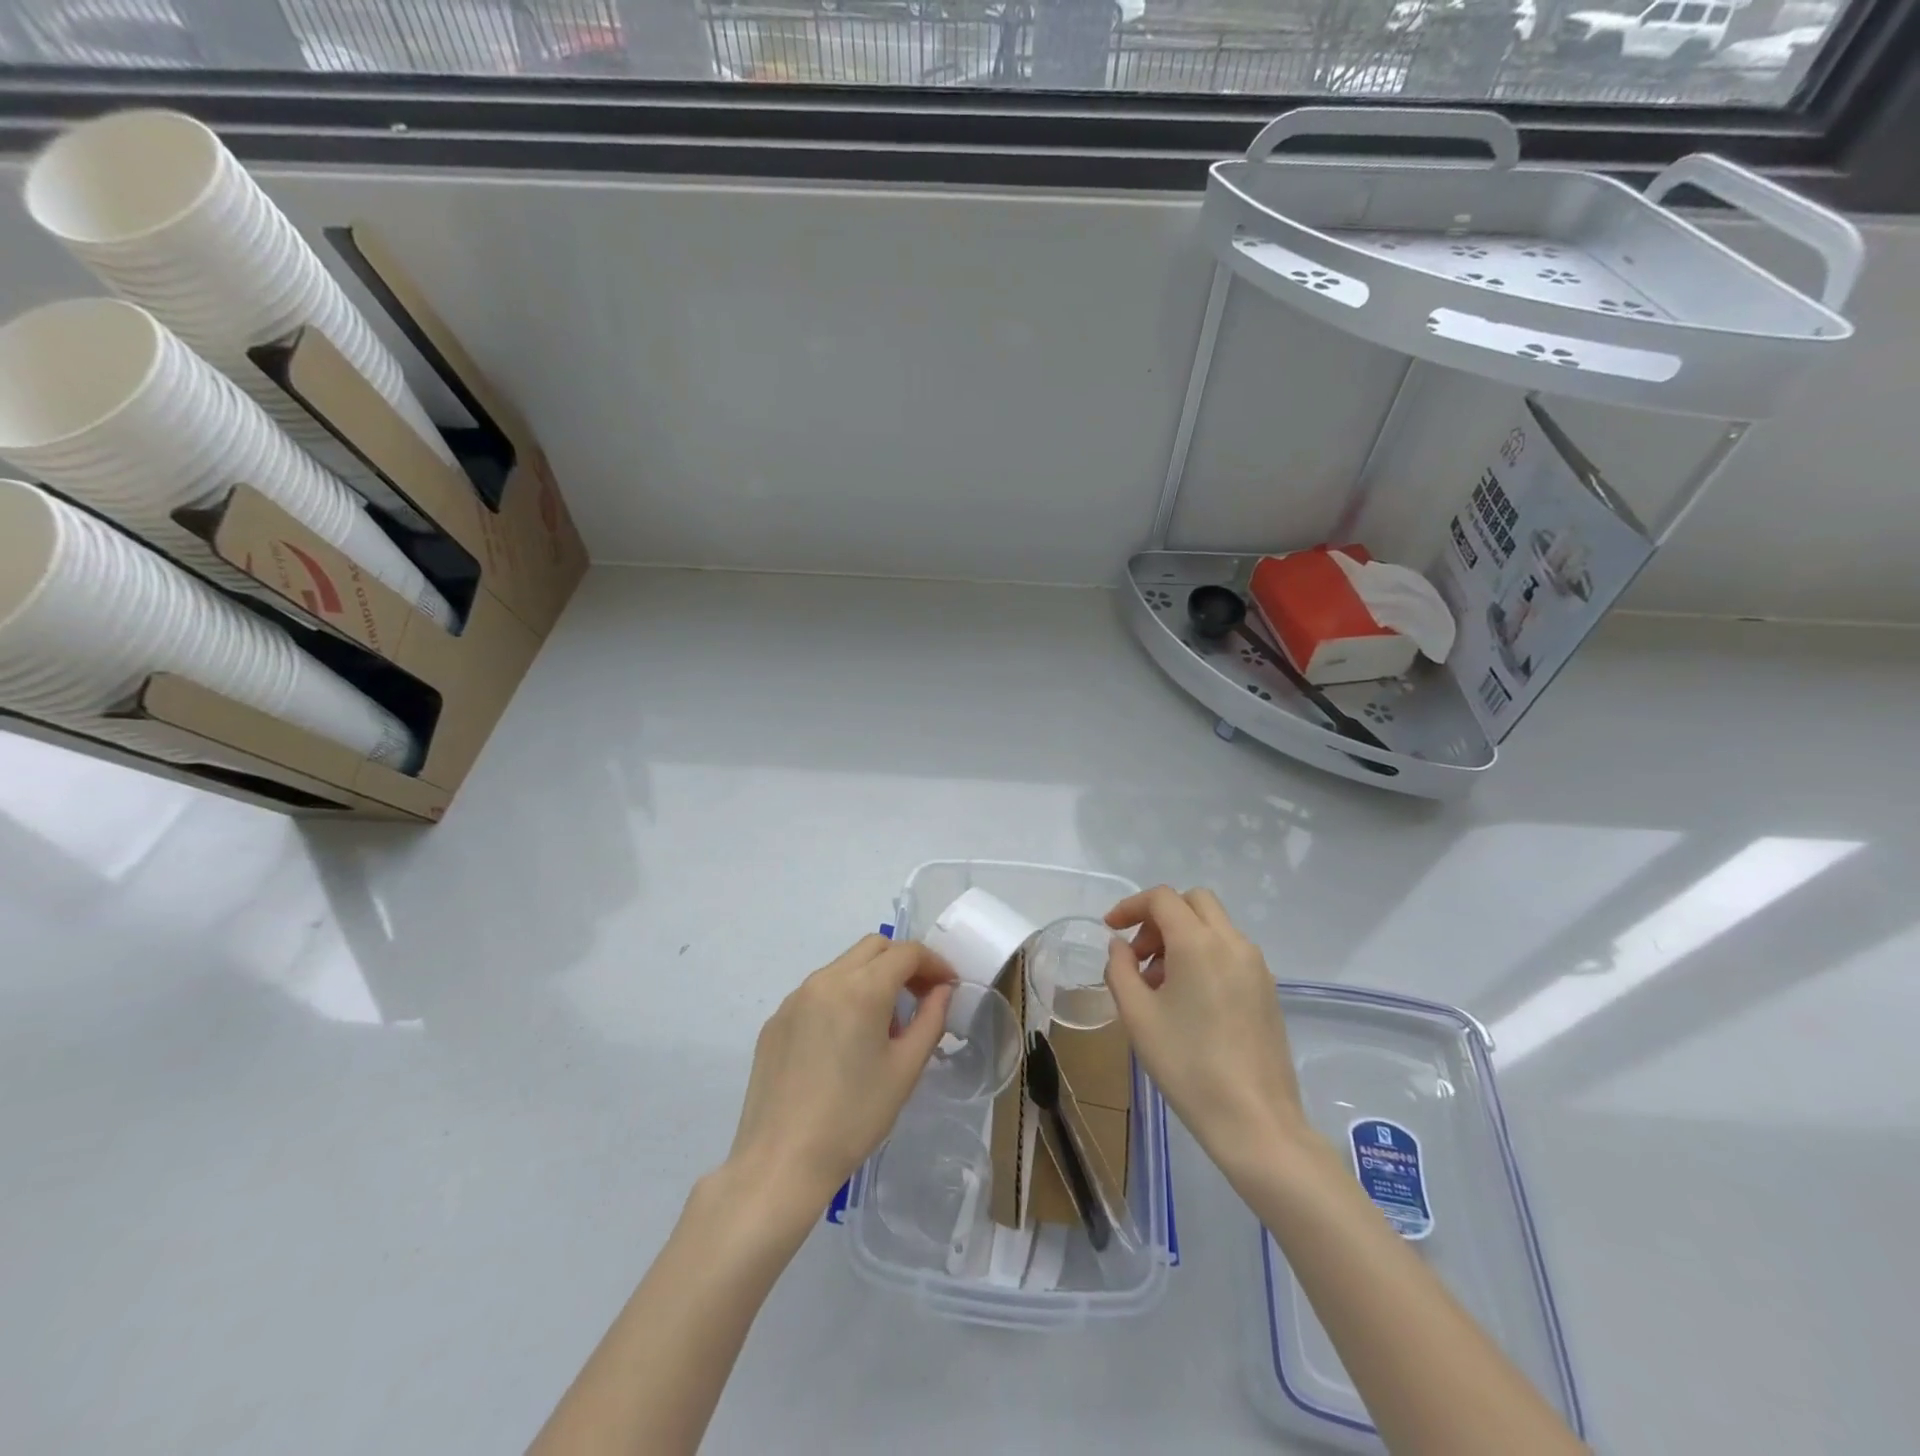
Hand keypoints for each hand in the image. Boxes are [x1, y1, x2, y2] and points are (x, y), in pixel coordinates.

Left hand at [726, 935, 953, 1214]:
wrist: (780, 1162)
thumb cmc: (853, 1117)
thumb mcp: (905, 1070)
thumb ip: (930, 1020)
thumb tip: (942, 991)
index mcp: (861, 988)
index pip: (906, 952)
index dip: (934, 963)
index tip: (948, 986)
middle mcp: (825, 980)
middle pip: (873, 947)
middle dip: (903, 962)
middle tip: (921, 997)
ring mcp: (795, 998)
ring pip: (844, 966)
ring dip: (872, 978)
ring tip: (883, 1025)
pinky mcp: (776, 1020)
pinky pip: (818, 992)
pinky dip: (842, 997)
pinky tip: (844, 1042)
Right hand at [1104, 886, 1311, 1181]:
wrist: (1255, 1121)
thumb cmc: (1187, 1065)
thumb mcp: (1137, 1016)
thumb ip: (1120, 969)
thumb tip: (1121, 946)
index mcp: (1198, 943)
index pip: (1162, 899)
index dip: (1130, 906)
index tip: (1110, 929)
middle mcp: (1232, 943)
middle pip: (1193, 903)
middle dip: (1160, 918)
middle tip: (1139, 955)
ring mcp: (1256, 966)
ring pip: (1214, 926)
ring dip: (1182, 937)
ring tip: (1159, 985)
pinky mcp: (1268, 990)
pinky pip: (1230, 951)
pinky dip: (1204, 955)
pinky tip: (1188, 1000)